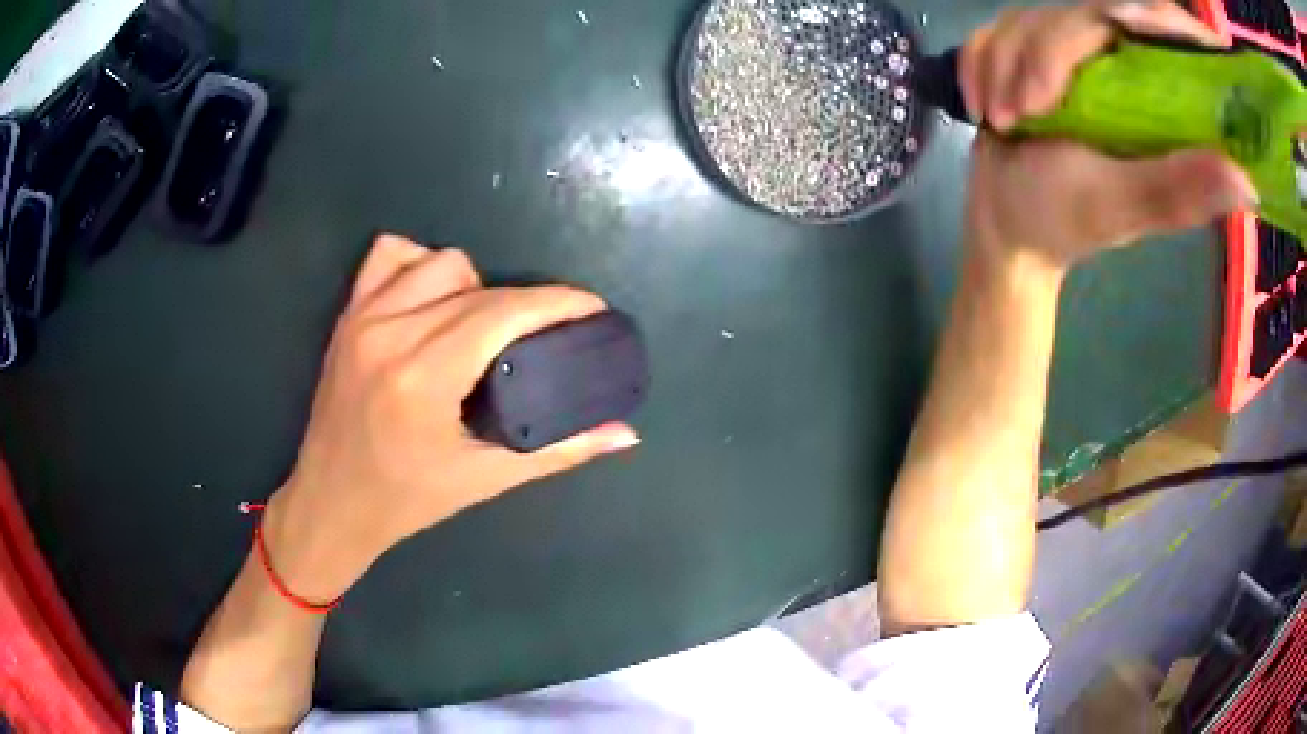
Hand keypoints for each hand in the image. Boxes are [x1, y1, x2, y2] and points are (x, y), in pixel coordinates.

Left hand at [262, 235, 639, 601]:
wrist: (331, 503)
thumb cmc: (405, 501)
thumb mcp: (483, 479)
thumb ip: (559, 451)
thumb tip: (626, 437)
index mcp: (422, 377)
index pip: (503, 313)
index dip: (557, 303)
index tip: (593, 307)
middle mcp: (390, 333)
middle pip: (479, 288)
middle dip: (525, 305)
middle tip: (544, 337)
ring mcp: (363, 318)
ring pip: (440, 262)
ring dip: (473, 285)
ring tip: (480, 326)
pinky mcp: (347, 315)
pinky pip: (389, 256)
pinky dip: (419, 265)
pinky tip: (432, 301)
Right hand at [960, 1, 1256, 272]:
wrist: (1003, 225)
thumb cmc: (1063, 221)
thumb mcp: (1123, 207)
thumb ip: (1177, 188)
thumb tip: (1248, 182)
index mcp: (1159, 103)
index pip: (1170, 31)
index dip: (1157, 18)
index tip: (1125, 23)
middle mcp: (1121, 70)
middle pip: (1086, 12)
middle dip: (1044, 54)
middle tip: (1027, 111)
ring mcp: (1072, 59)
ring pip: (1033, 17)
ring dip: (1004, 63)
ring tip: (1004, 119)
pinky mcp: (1030, 55)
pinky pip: (998, 28)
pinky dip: (981, 62)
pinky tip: (985, 106)